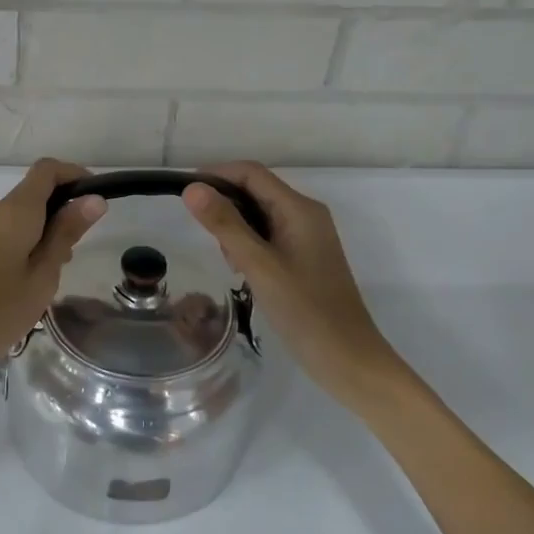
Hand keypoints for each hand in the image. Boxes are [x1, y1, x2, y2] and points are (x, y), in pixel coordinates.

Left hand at [0, 159, 107, 391]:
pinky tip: (41, 274)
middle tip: (84, 241)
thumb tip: (94, 198)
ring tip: (64, 264)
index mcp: (16, 210)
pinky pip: (14, 229)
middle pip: (37, 188)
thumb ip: (66, 232)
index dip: (75, 174)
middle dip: (66, 204)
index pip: (47, 169)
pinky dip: (35, 239)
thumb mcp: (44, 273)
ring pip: (26, 212)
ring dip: (51, 225)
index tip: (98, 200)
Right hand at [182, 162, 411, 412]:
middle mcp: (305, 214)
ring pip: (259, 214)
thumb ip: (225, 224)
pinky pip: (268, 235)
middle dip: (226, 206)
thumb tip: (192, 188)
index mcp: (299, 208)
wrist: (349, 361)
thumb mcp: (258, 266)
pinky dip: (249, 245)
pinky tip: (244, 272)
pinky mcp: (304, 257)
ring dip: (236, 228)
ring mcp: (307, 236)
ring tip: (231, 263)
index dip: (217, 175)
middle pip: (255, 190)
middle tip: (209, 239)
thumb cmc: (305, 311)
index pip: (251, 173)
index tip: (185, 194)